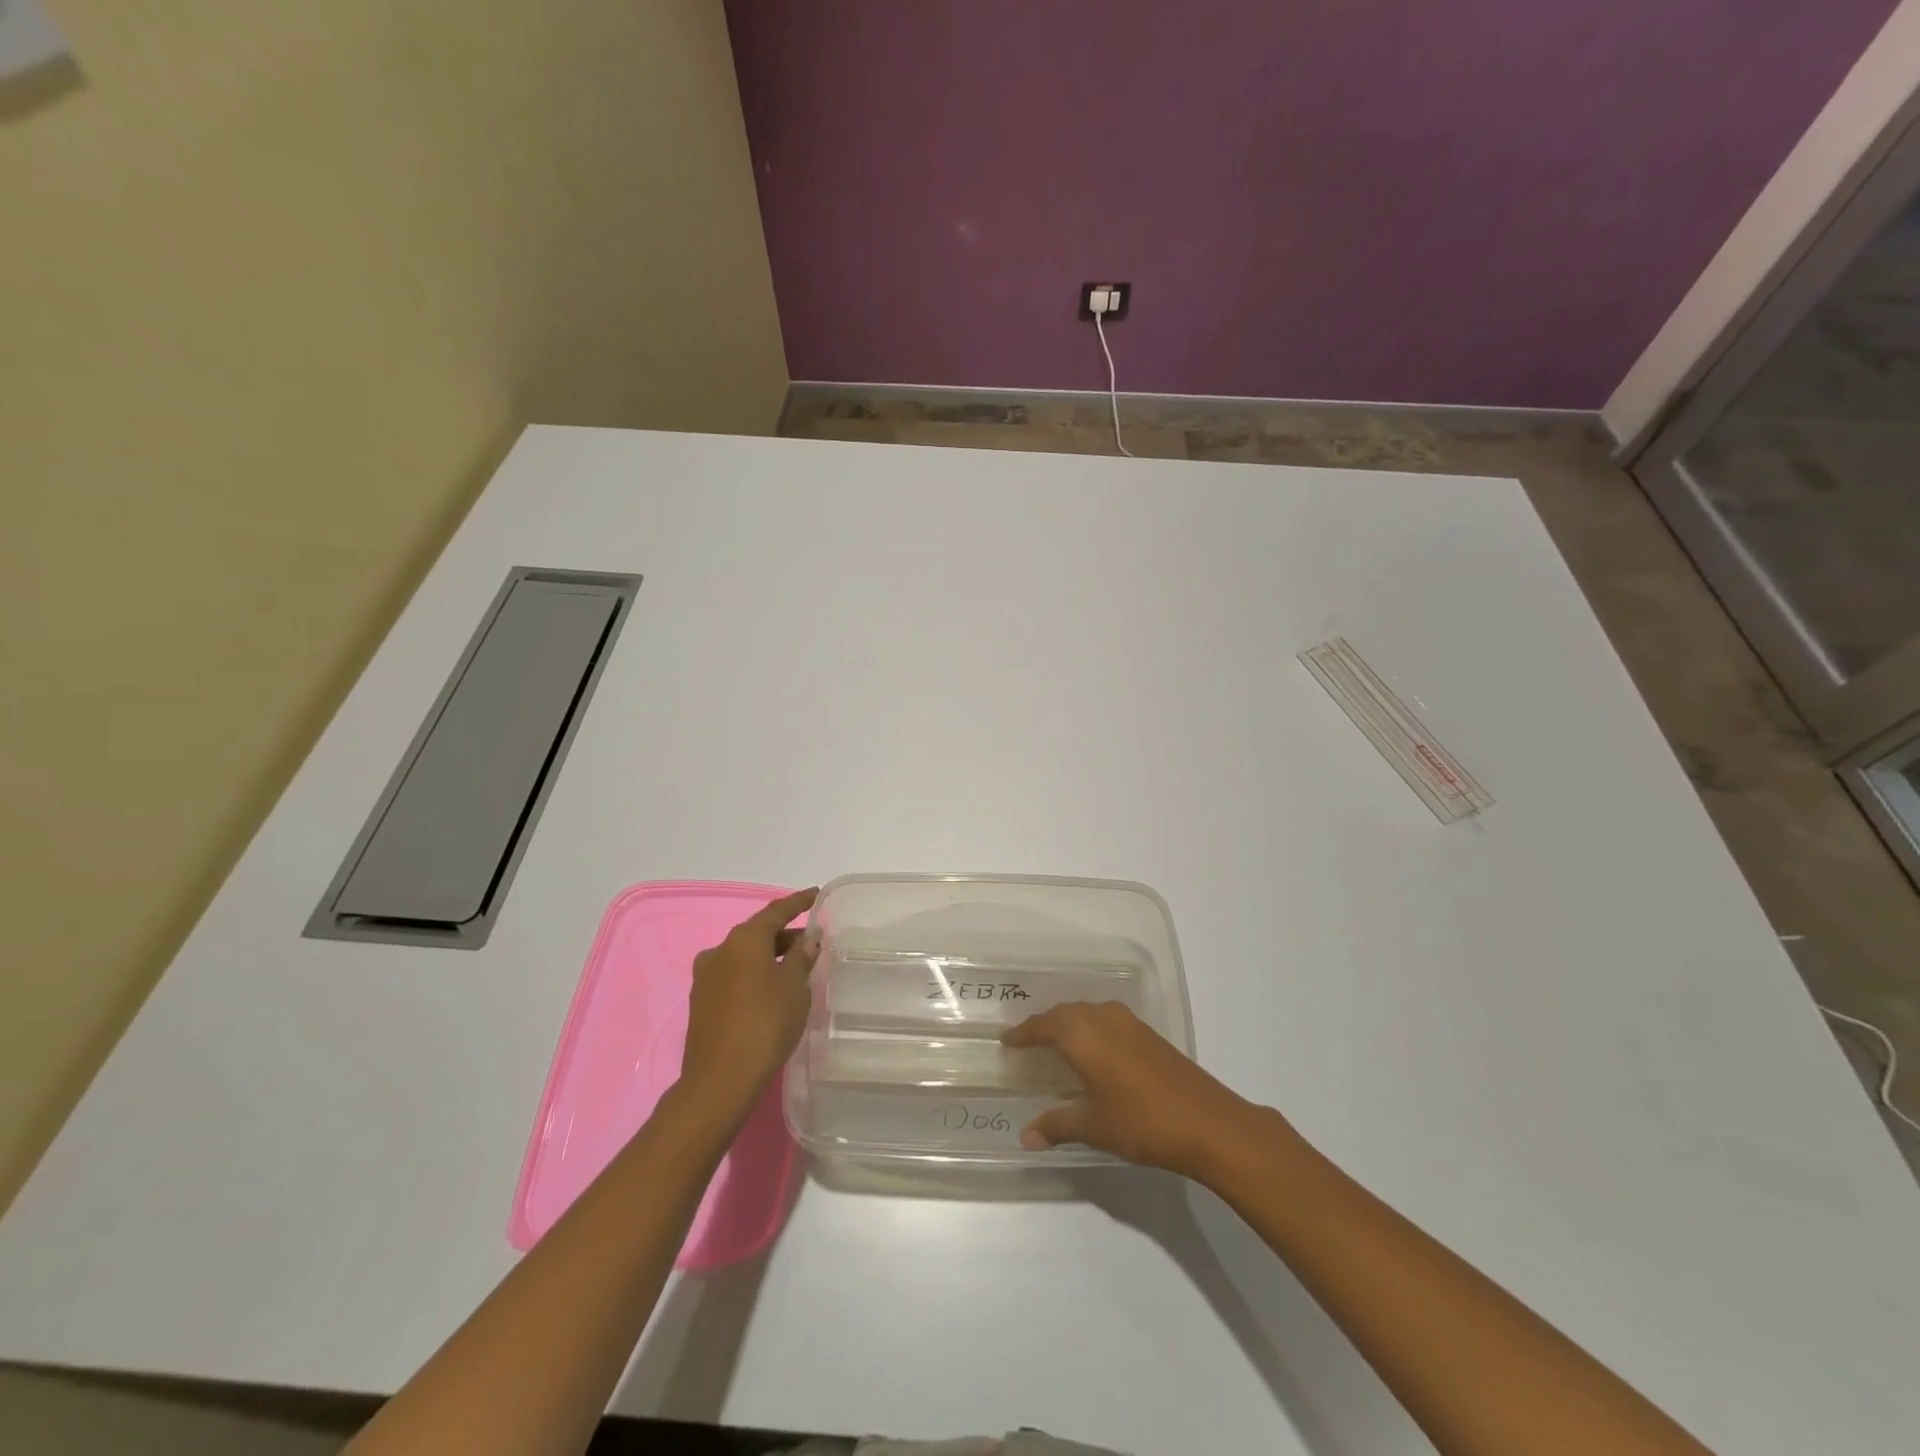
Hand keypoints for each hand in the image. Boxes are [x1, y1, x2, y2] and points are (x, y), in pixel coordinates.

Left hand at [679, 888, 819, 1113]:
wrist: (720, 1080)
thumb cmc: (765, 1024)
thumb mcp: (794, 987)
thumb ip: (802, 958)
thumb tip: (808, 939)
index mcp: (743, 939)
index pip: (776, 911)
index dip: (798, 902)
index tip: (815, 894)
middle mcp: (719, 950)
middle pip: (757, 934)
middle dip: (785, 935)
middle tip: (811, 941)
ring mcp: (705, 977)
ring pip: (744, 956)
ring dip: (768, 957)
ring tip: (794, 968)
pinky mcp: (700, 1002)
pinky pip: (733, 976)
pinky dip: (753, 975)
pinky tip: (770, 991)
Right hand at [1001, 1001, 1259, 1177]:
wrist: (1207, 1122)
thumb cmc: (1141, 1121)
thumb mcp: (1094, 1126)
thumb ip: (1057, 1125)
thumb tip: (1025, 1136)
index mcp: (1082, 1034)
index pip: (1042, 1026)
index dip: (1022, 1034)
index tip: (1007, 1041)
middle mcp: (1101, 1018)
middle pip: (1064, 1013)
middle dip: (1044, 1025)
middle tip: (1027, 1041)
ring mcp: (1128, 1022)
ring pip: (1087, 1013)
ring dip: (1069, 1023)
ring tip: (1056, 1043)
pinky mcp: (1148, 1033)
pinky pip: (1106, 1020)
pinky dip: (1090, 1028)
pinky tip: (1093, 1049)